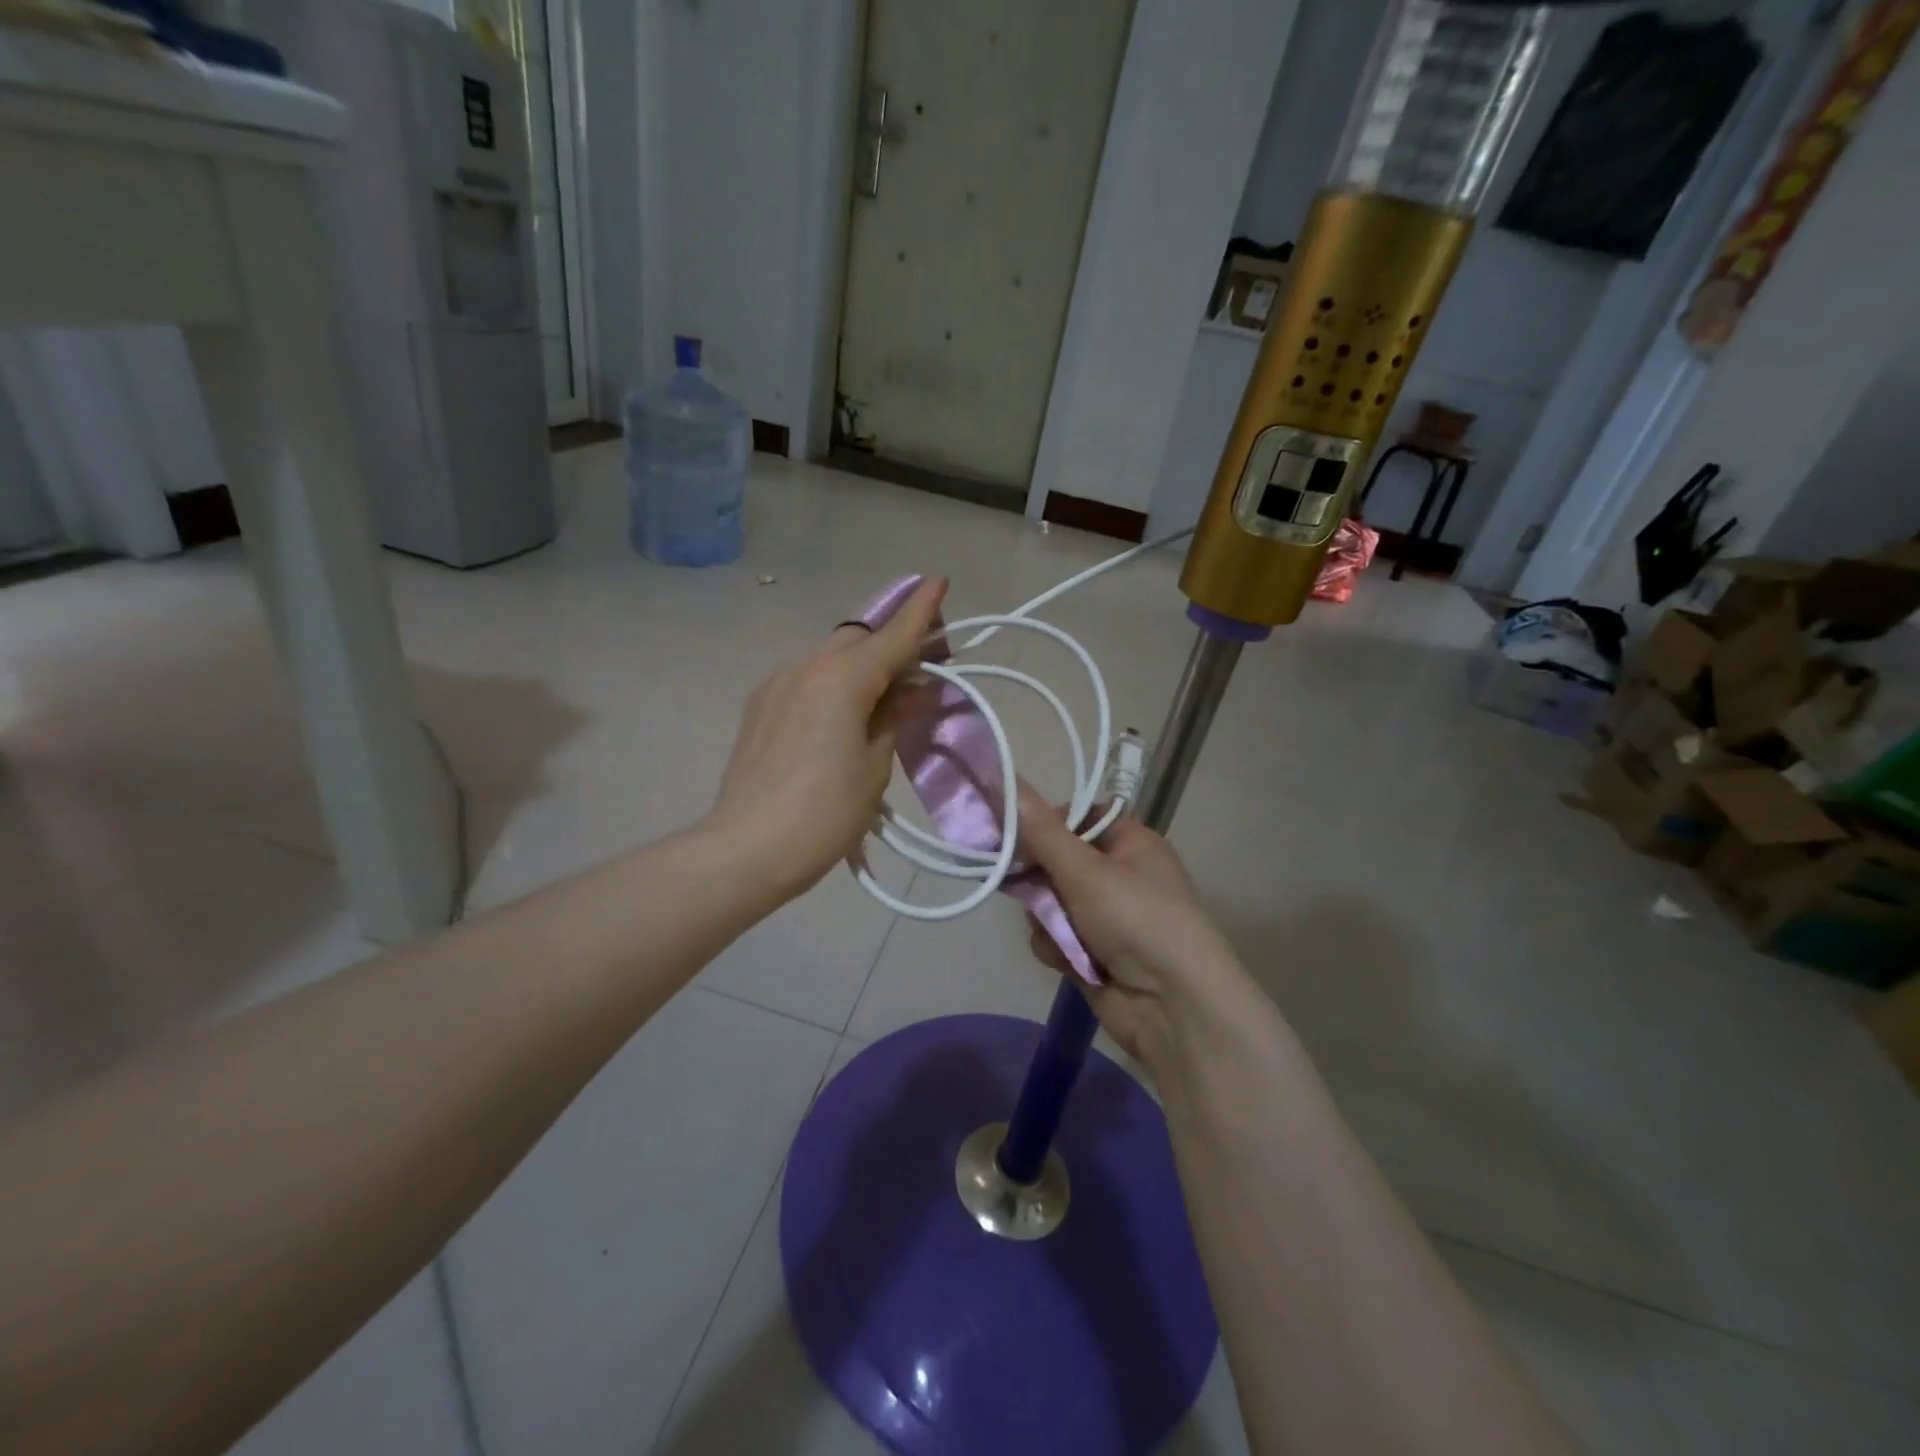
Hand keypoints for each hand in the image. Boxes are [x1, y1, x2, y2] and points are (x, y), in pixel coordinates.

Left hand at [709, 578, 947, 899]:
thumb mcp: (875, 766)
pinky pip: (808, 677)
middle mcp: (806, 667)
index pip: (891, 636)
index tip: (939, 581)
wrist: (746, 848)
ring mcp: (777, 684)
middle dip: (893, 639)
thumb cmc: (824, 813)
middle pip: (858, 638)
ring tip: (888, 688)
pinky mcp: (760, 706)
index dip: (920, 611)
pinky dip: (835, 680)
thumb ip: (895, 716)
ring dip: (862, 661)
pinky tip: (845, 709)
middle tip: (925, 659)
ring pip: (830, 655)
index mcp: (841, 679)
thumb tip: (915, 688)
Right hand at [1017, 786, 1261, 1067]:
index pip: (1078, 816)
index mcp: (1130, 842)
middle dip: (1040, 880)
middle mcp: (1118, 874)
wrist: (1174, 1008)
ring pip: (1049, 902)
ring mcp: (1105, 917)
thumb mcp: (1085, 870)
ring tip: (1062, 935)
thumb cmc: (1137, 920)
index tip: (1016, 834)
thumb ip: (1040, 832)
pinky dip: (1057, 948)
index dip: (1046, 824)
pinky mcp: (1092, 953)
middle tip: (1031, 889)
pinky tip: (1069, 961)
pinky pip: (1055, 937)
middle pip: (1056, 861)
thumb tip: (1005, 781)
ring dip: (1048, 919)